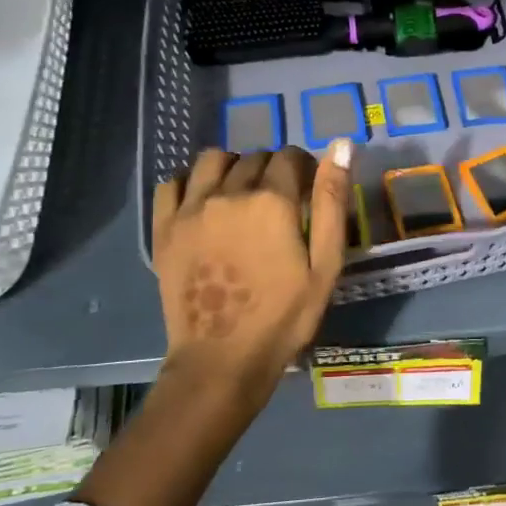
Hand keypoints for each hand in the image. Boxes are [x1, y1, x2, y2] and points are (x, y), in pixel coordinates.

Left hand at [151, 141, 352, 409]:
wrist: (222, 360)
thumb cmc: (285, 316)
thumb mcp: (326, 263)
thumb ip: (332, 201)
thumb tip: (341, 145)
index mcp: (272, 201)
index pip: (290, 157)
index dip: (305, 169)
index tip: (309, 192)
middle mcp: (228, 193)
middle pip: (254, 157)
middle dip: (273, 170)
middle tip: (280, 203)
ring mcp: (191, 209)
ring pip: (213, 160)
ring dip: (233, 168)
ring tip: (242, 196)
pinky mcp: (164, 229)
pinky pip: (173, 182)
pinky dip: (192, 183)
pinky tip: (205, 203)